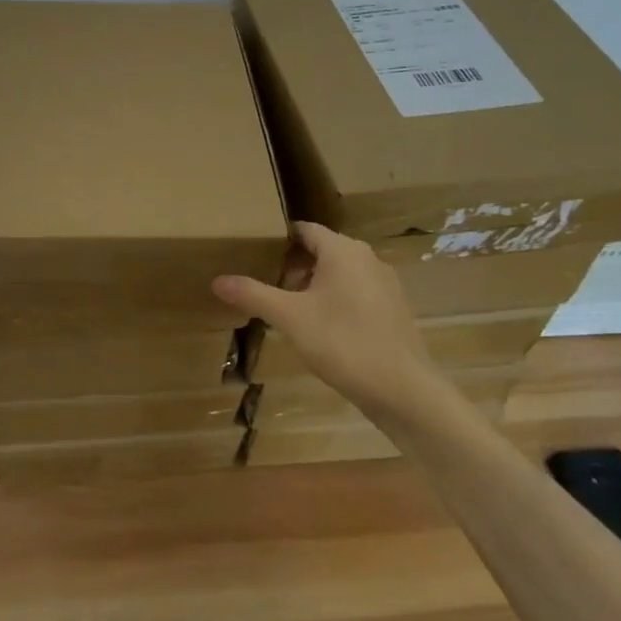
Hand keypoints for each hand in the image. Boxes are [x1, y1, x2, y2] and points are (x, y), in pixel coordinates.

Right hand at [213, 221, 446, 419]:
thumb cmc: (343, 342)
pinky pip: (356, 292)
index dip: (278, 238)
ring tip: (287, 306)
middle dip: (292, 264)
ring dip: (313, 284)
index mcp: (343, 251)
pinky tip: (320, 327)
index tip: (254, 251)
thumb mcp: (290, 318)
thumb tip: (217, 280)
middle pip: (322, 250)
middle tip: (264, 282)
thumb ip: (253, 295)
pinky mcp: (393, 309)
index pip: (304, 230)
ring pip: (340, 272)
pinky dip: (334, 299)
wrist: (403, 390)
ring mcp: (385, 284)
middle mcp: (367, 259)